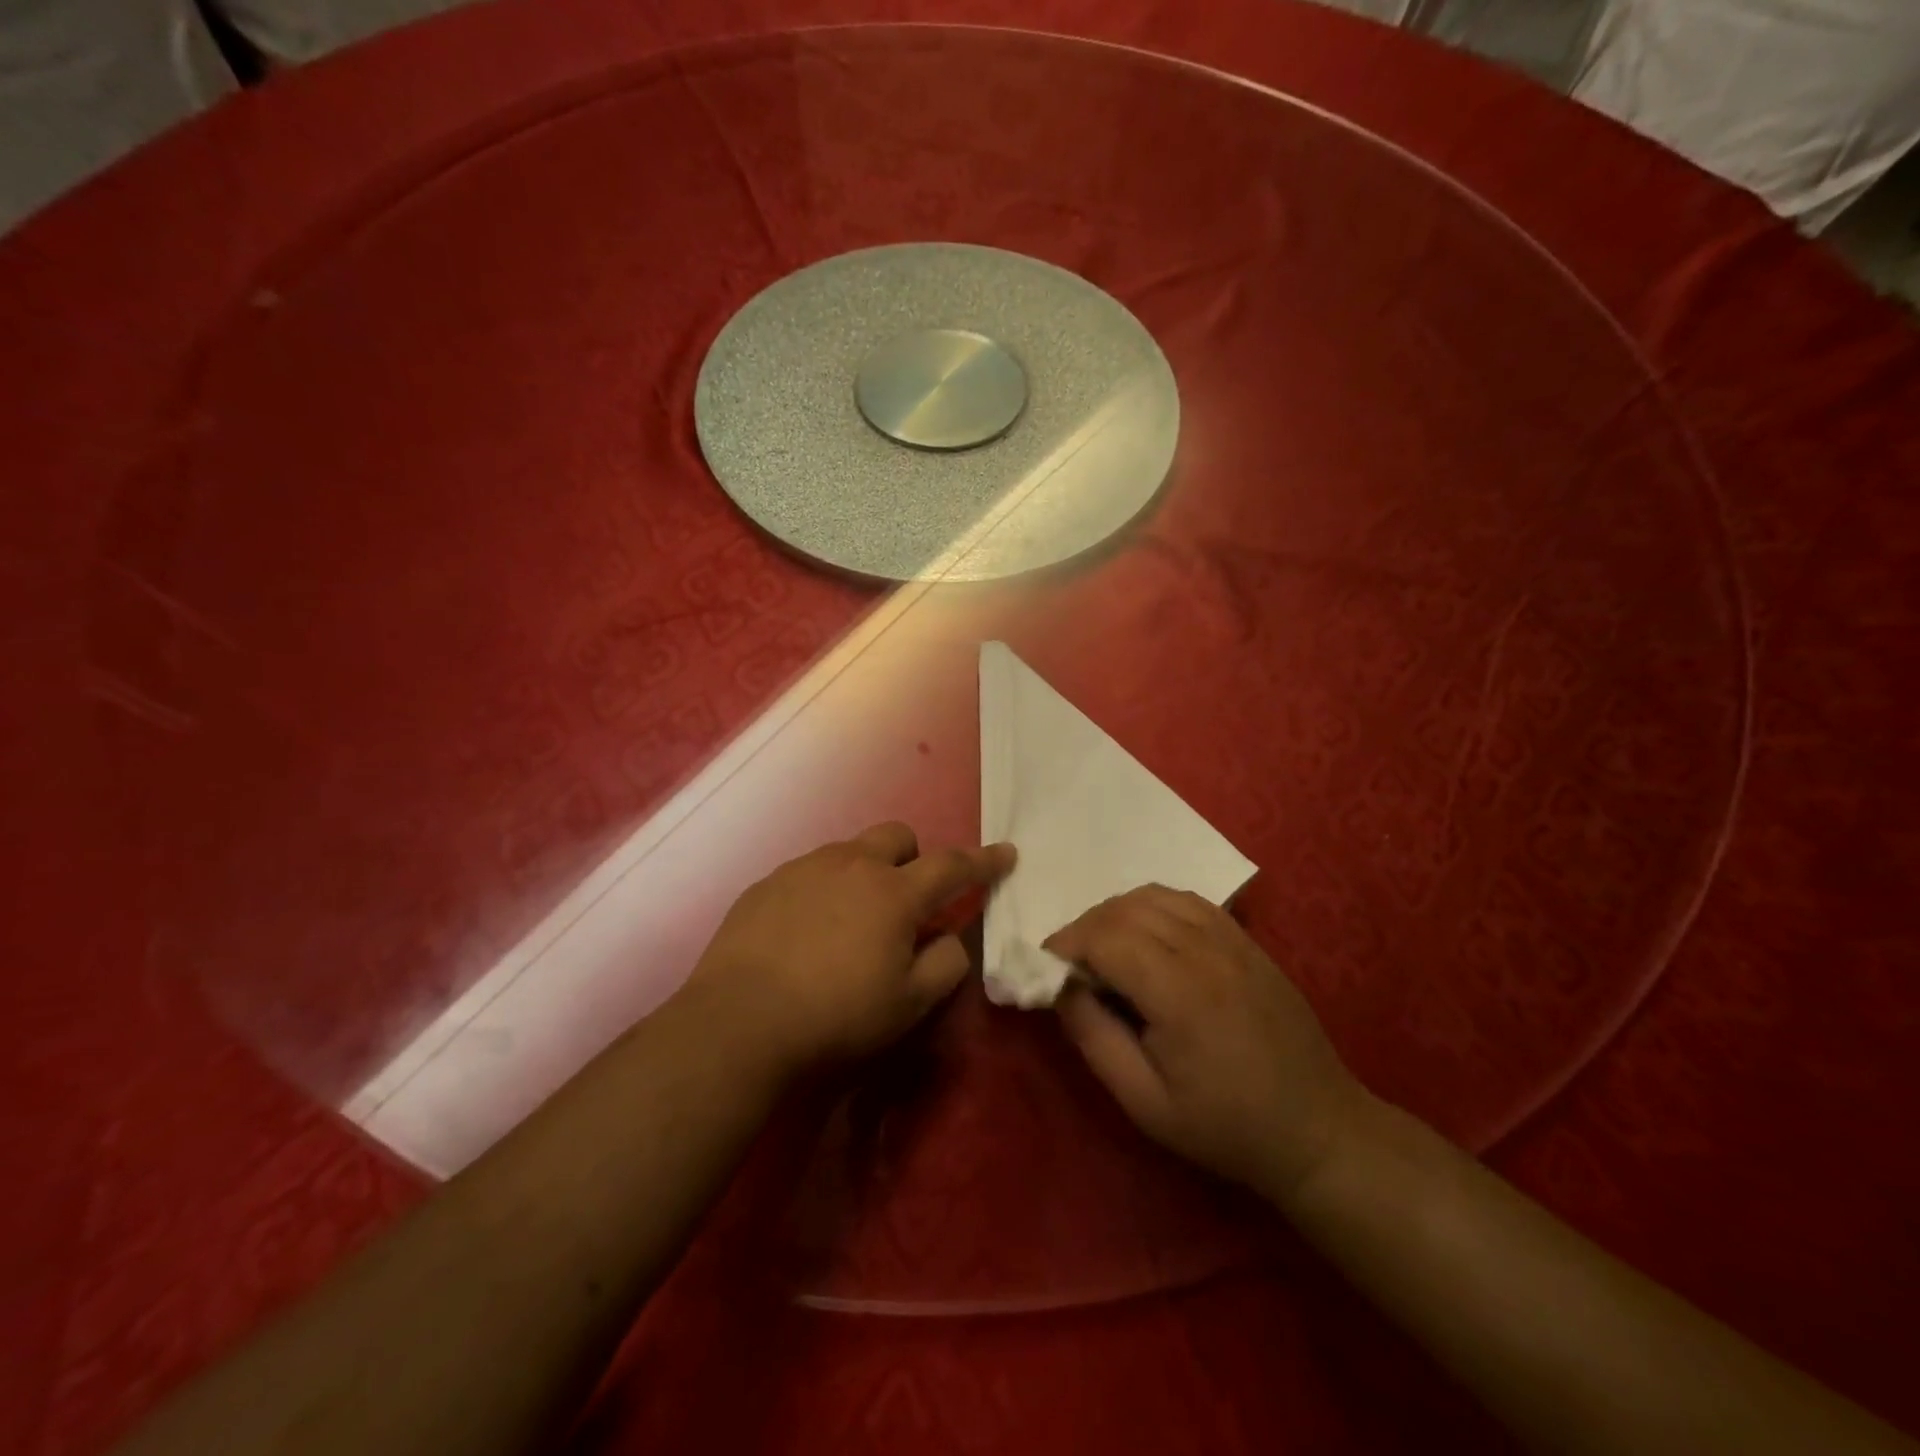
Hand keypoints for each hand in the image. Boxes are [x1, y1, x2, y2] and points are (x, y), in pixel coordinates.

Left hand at [676, 823, 1014, 1080]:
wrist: (738, 1022)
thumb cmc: (835, 1016)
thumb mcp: (909, 1004)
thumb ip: (945, 963)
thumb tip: (951, 937)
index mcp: (895, 893)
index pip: (953, 865)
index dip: (984, 860)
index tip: (1005, 853)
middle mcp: (852, 865)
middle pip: (897, 836)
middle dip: (914, 858)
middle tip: (907, 902)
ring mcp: (805, 868)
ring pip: (850, 850)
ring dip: (866, 873)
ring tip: (851, 922)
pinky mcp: (767, 883)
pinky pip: (810, 871)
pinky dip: (824, 889)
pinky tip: (806, 932)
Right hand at [1046, 885, 1365, 1205]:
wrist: (1316, 1128)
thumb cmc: (1225, 1125)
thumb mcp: (1144, 1102)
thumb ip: (1094, 1039)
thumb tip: (1061, 988)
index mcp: (1180, 994)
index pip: (1106, 938)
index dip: (1067, 943)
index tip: (1046, 965)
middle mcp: (1205, 952)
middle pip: (1126, 909)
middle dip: (1085, 927)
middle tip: (1071, 962)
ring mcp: (1231, 940)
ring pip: (1155, 896)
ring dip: (1117, 912)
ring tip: (1104, 947)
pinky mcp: (1246, 940)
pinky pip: (1187, 900)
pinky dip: (1153, 906)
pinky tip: (1147, 936)